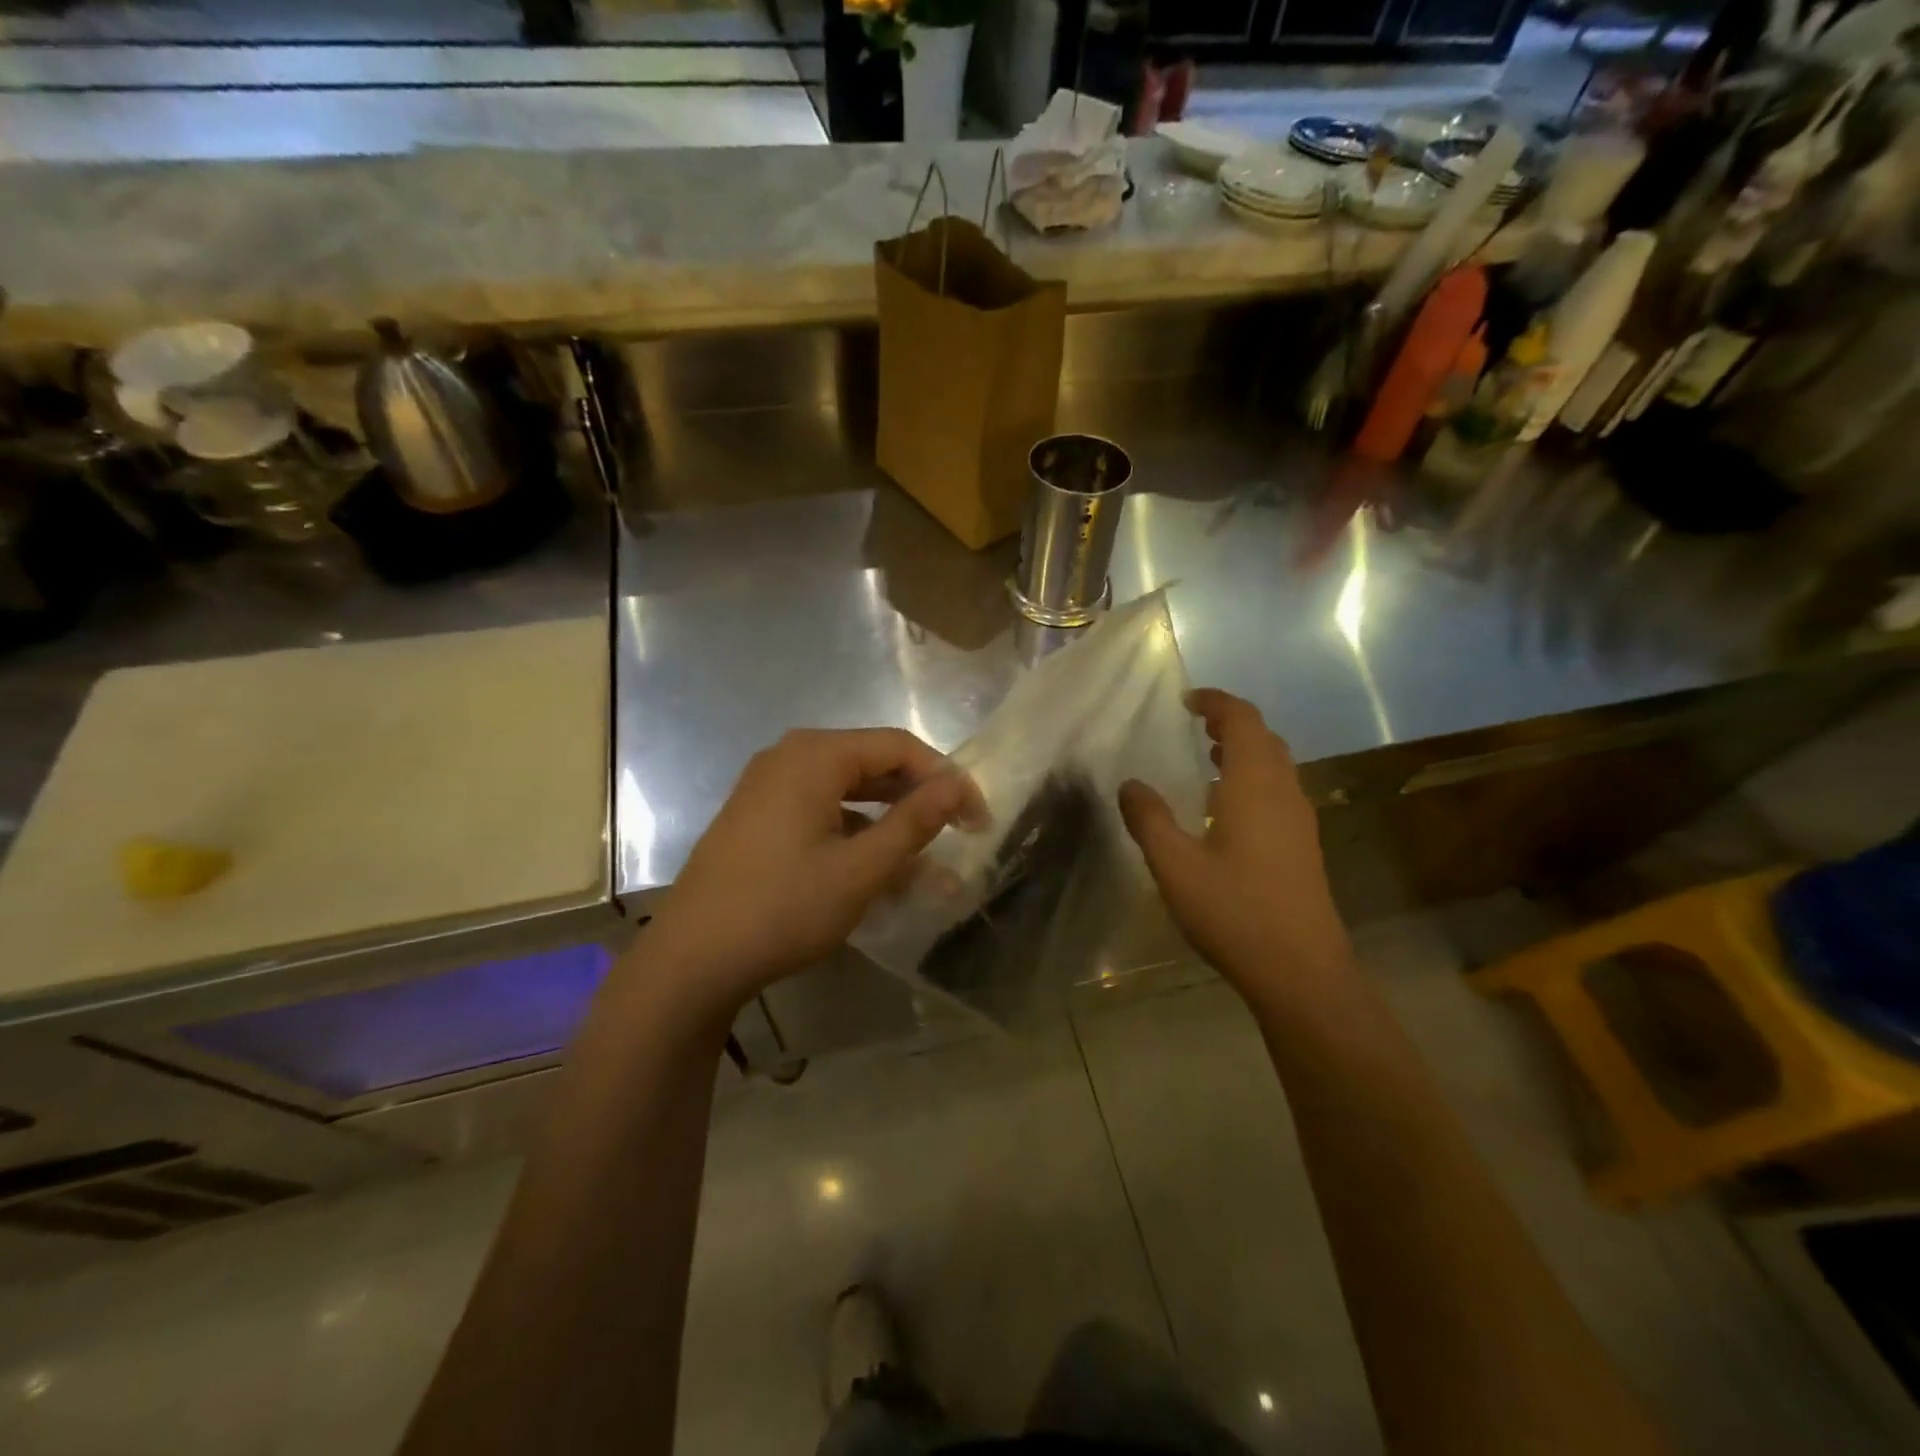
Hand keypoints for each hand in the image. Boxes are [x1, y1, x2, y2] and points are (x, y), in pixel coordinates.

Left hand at [638, 728, 981, 1022]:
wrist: (691, 959)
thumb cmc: (783, 908)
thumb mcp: (860, 869)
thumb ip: (913, 822)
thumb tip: (956, 786)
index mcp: (815, 755)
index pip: (899, 746)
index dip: (945, 778)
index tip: (977, 818)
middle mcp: (790, 757)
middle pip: (873, 764)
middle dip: (919, 799)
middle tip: (959, 835)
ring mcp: (769, 787)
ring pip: (849, 791)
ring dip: (890, 822)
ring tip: (927, 862)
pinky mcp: (759, 817)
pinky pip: (822, 811)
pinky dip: (856, 834)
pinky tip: (878, 870)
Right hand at [1118, 689, 1352, 1004]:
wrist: (1301, 971)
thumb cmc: (1234, 912)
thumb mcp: (1175, 866)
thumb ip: (1149, 820)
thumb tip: (1130, 784)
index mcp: (1254, 786)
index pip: (1243, 720)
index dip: (1217, 702)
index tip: (1186, 701)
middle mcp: (1284, 792)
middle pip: (1264, 738)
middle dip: (1231, 722)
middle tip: (1194, 725)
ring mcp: (1299, 819)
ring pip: (1276, 764)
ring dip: (1245, 750)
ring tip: (1207, 756)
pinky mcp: (1303, 844)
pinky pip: (1279, 789)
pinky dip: (1253, 777)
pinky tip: (1226, 807)